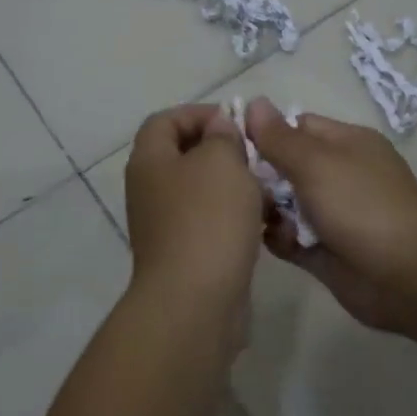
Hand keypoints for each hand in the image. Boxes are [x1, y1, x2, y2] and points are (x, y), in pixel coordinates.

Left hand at [124, 105, 262, 318]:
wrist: (195, 302)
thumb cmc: (208, 220)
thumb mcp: (222, 162)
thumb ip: (222, 136)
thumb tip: (219, 127)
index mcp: (150, 161)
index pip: (165, 120)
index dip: (199, 113)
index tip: (236, 121)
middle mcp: (150, 190)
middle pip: (183, 155)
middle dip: (222, 151)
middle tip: (256, 155)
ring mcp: (165, 225)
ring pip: (201, 191)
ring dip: (233, 186)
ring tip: (267, 189)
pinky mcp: (185, 255)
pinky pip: (210, 223)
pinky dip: (234, 218)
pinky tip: (264, 224)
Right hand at [244, 98, 416, 333]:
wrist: (405, 276)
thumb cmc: (361, 206)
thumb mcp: (316, 163)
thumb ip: (279, 137)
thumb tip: (254, 103)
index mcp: (347, 143)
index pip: (298, 126)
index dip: (266, 132)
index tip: (233, 144)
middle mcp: (340, 174)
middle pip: (287, 165)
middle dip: (262, 174)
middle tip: (239, 185)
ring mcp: (333, 214)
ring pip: (285, 203)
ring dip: (268, 208)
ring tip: (257, 215)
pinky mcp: (323, 250)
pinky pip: (289, 237)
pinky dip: (279, 238)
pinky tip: (272, 240)